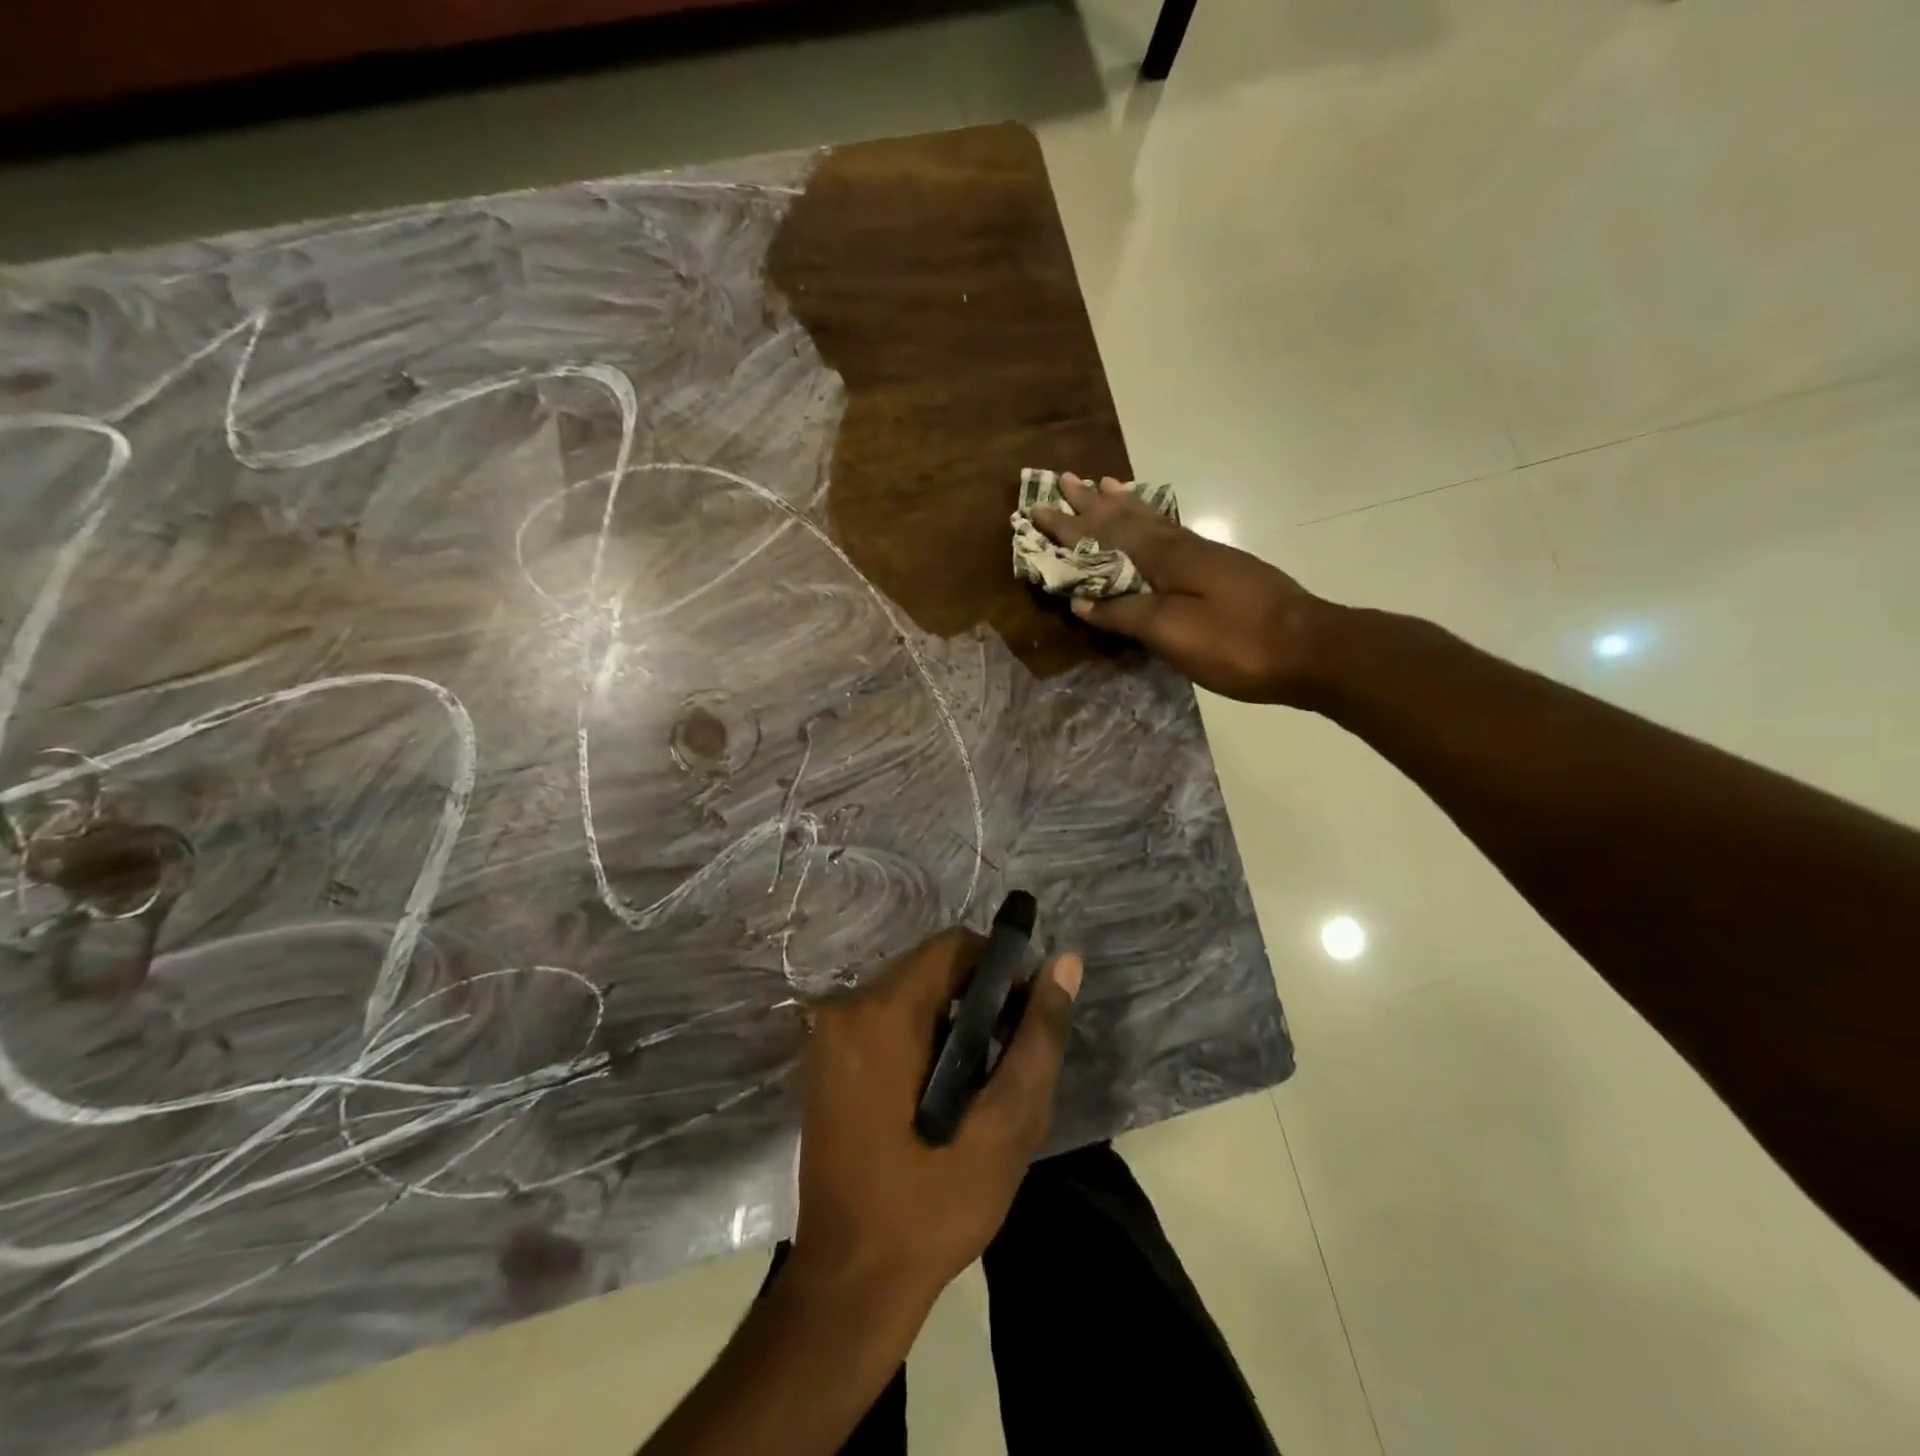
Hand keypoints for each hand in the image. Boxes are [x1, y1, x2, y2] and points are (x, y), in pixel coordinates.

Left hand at [789, 929, 1082, 1308]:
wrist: (851, 1281)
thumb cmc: (934, 1206)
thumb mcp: (1006, 1125)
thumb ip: (1038, 1037)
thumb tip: (1064, 963)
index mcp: (883, 1013)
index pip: (953, 946)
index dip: (999, 968)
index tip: (1023, 1015)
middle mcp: (845, 1008)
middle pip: (929, 967)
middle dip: (976, 998)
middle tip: (1006, 1057)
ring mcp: (827, 1034)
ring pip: (908, 992)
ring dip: (950, 1020)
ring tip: (978, 1082)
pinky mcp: (824, 1060)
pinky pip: (883, 1019)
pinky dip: (920, 1036)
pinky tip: (940, 1091)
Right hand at [1034, 474, 1332, 704]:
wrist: (1311, 648)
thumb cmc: (1236, 644)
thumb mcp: (1172, 633)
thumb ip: (1125, 614)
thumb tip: (1082, 600)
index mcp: (1166, 559)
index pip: (1106, 536)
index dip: (1071, 526)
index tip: (1039, 507)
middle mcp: (1183, 546)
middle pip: (1129, 518)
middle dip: (1093, 503)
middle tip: (1067, 479)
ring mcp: (1206, 555)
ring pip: (1153, 521)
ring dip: (1124, 504)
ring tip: (1104, 485)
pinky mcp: (1222, 569)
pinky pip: (1172, 533)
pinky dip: (1152, 521)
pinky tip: (1154, 525)